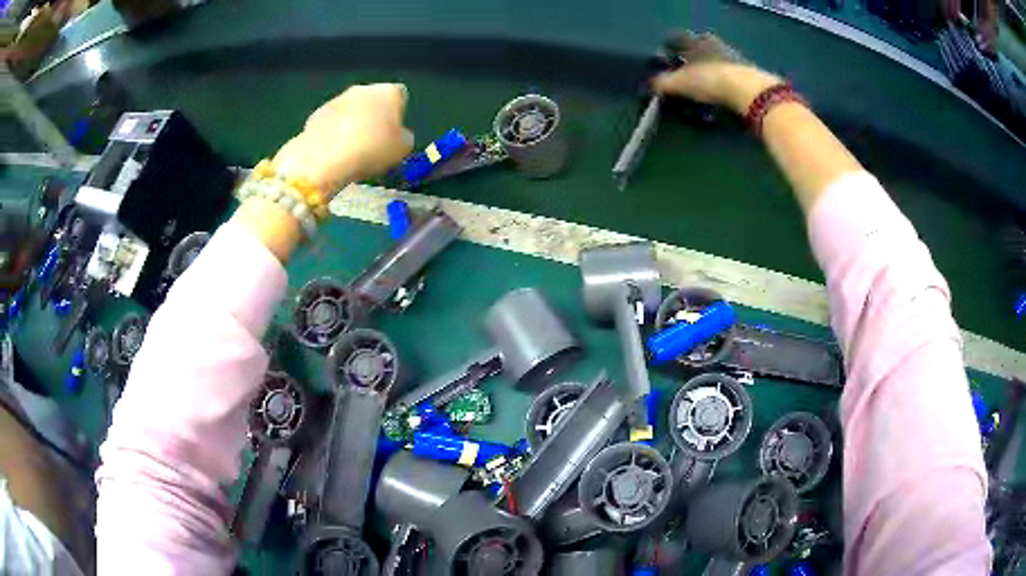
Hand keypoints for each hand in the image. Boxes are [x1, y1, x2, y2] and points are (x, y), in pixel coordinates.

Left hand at [272, 83, 414, 194]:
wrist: (324, 159)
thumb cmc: (371, 150)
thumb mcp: (402, 149)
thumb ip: (403, 137)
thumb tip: (398, 135)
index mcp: (389, 92)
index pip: (400, 96)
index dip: (398, 114)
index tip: (394, 134)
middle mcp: (363, 89)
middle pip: (373, 100)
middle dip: (374, 116)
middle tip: (373, 142)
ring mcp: (337, 99)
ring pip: (351, 110)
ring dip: (353, 124)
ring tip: (352, 151)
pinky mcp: (316, 114)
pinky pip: (332, 122)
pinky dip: (334, 133)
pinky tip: (334, 153)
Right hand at [652, 32, 780, 114]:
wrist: (750, 92)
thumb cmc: (710, 80)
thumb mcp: (680, 83)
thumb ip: (664, 82)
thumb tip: (653, 84)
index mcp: (696, 40)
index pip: (676, 38)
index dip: (668, 48)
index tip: (663, 61)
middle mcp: (715, 44)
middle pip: (697, 50)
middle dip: (689, 62)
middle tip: (682, 79)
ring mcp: (734, 58)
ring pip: (714, 63)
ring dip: (708, 75)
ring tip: (701, 94)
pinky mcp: (749, 75)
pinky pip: (729, 78)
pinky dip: (723, 87)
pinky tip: (719, 100)